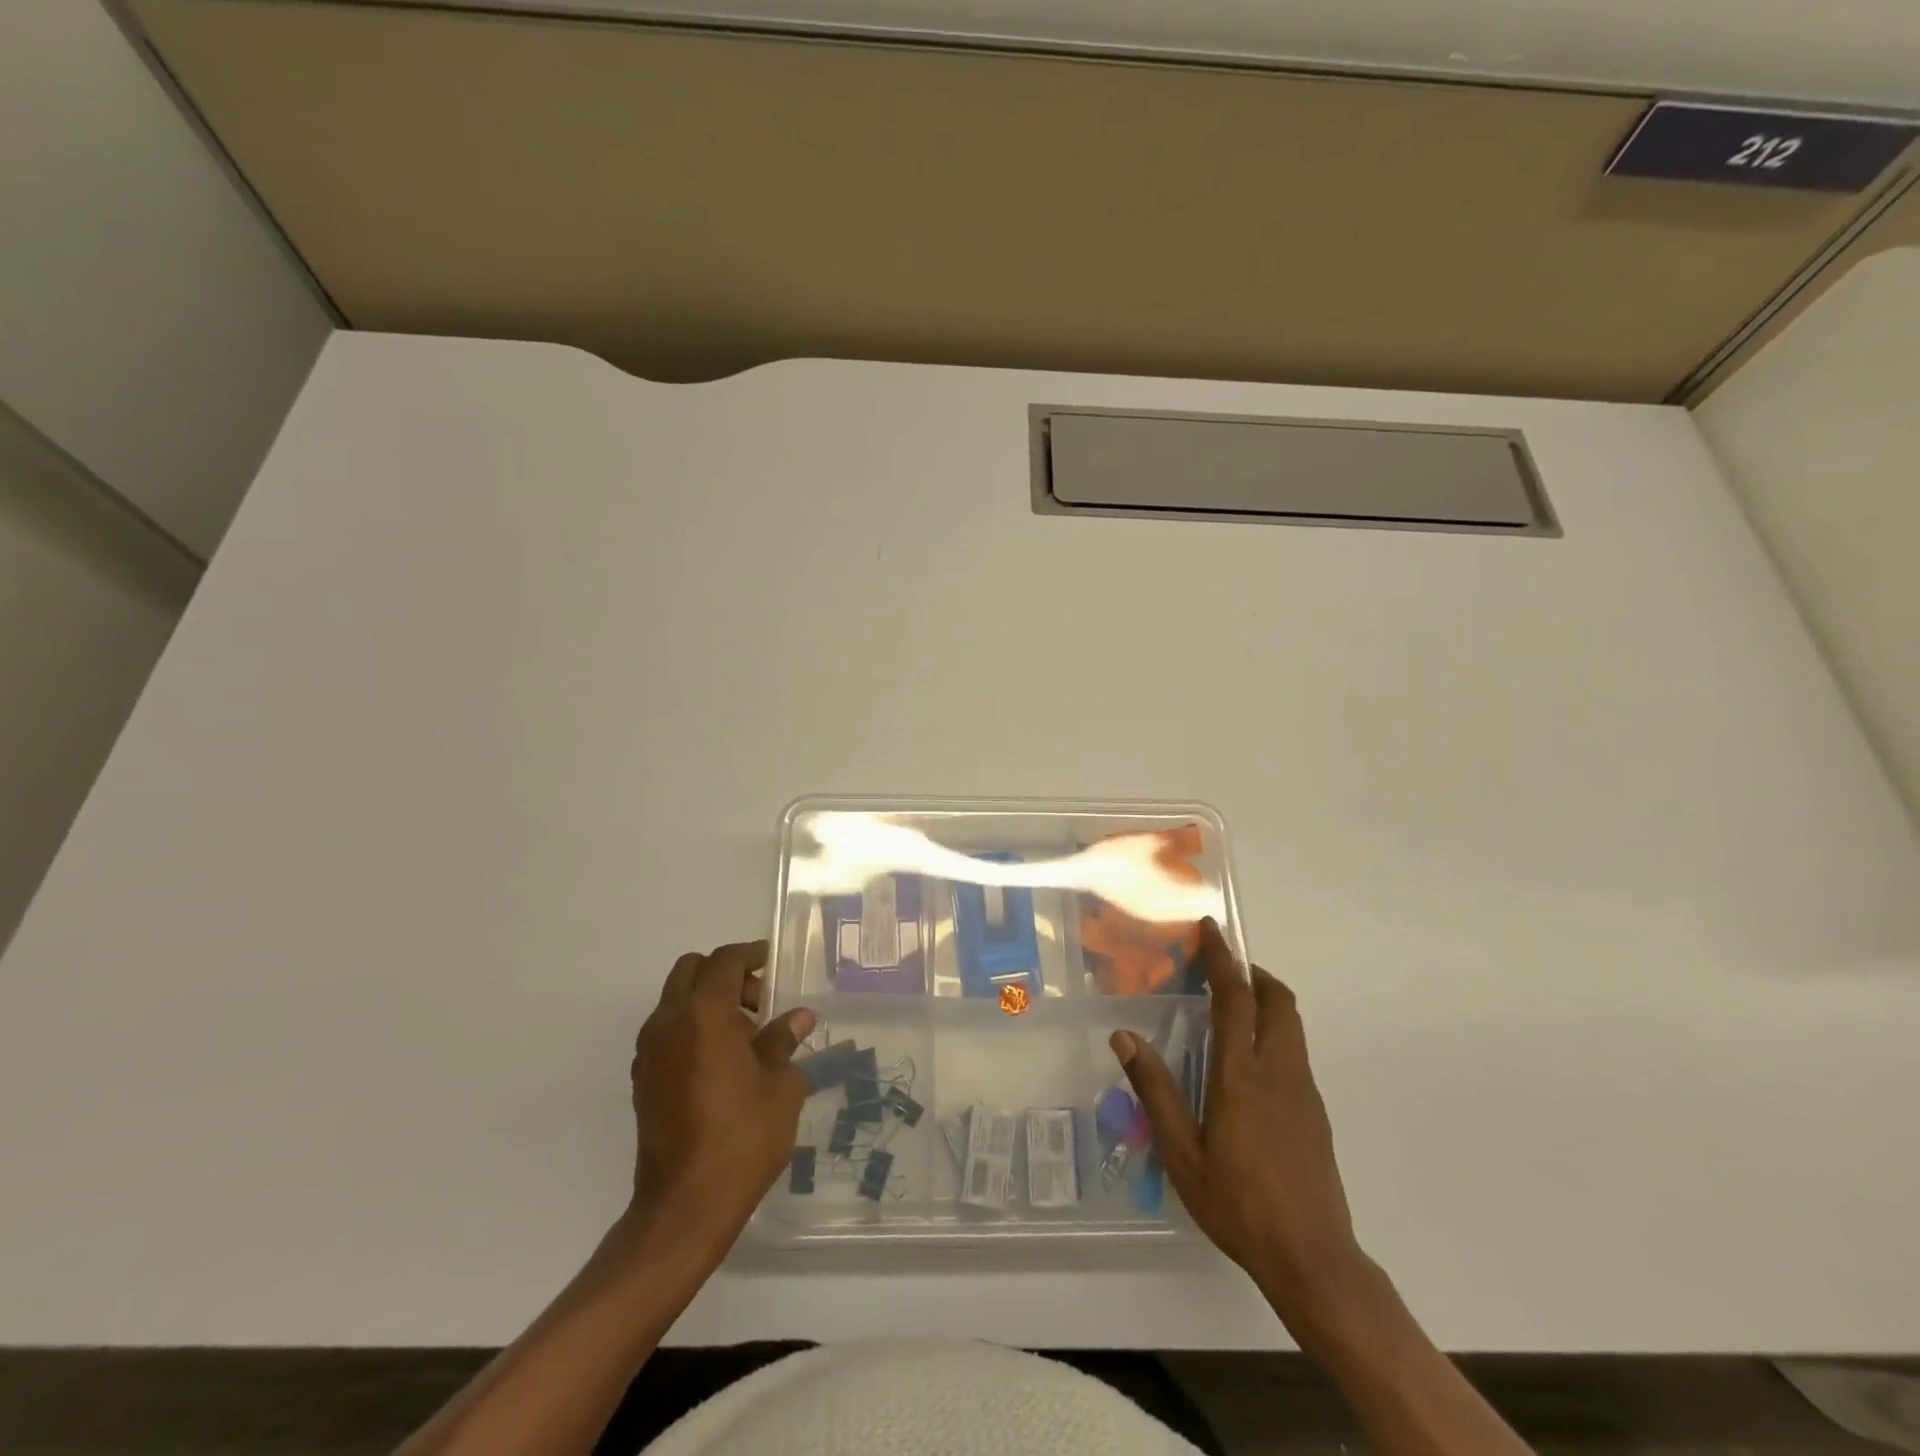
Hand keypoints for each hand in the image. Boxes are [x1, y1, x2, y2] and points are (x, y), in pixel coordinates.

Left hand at [625, 940, 814, 1258]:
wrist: (684, 1207)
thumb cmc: (742, 1138)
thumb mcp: (780, 1087)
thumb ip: (784, 1043)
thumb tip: (798, 1019)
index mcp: (704, 1014)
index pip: (725, 961)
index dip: (751, 955)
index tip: (773, 962)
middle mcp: (669, 1023)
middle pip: (691, 971)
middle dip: (726, 974)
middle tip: (758, 1001)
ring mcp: (649, 1052)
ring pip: (676, 1000)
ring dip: (708, 1001)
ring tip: (745, 1037)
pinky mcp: (643, 1080)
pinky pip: (667, 1031)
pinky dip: (692, 1028)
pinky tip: (721, 1063)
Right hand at [1110, 919, 1362, 1325]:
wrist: (1313, 1258)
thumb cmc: (1238, 1203)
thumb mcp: (1182, 1152)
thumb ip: (1155, 1090)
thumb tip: (1124, 1036)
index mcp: (1243, 1075)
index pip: (1237, 998)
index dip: (1223, 959)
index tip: (1211, 930)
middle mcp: (1280, 1071)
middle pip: (1279, 1000)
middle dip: (1254, 973)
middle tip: (1221, 970)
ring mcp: (1304, 1092)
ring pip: (1292, 1024)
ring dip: (1266, 1001)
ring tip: (1230, 1009)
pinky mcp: (1316, 1112)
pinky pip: (1295, 1052)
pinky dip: (1273, 1032)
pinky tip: (1247, 1065)